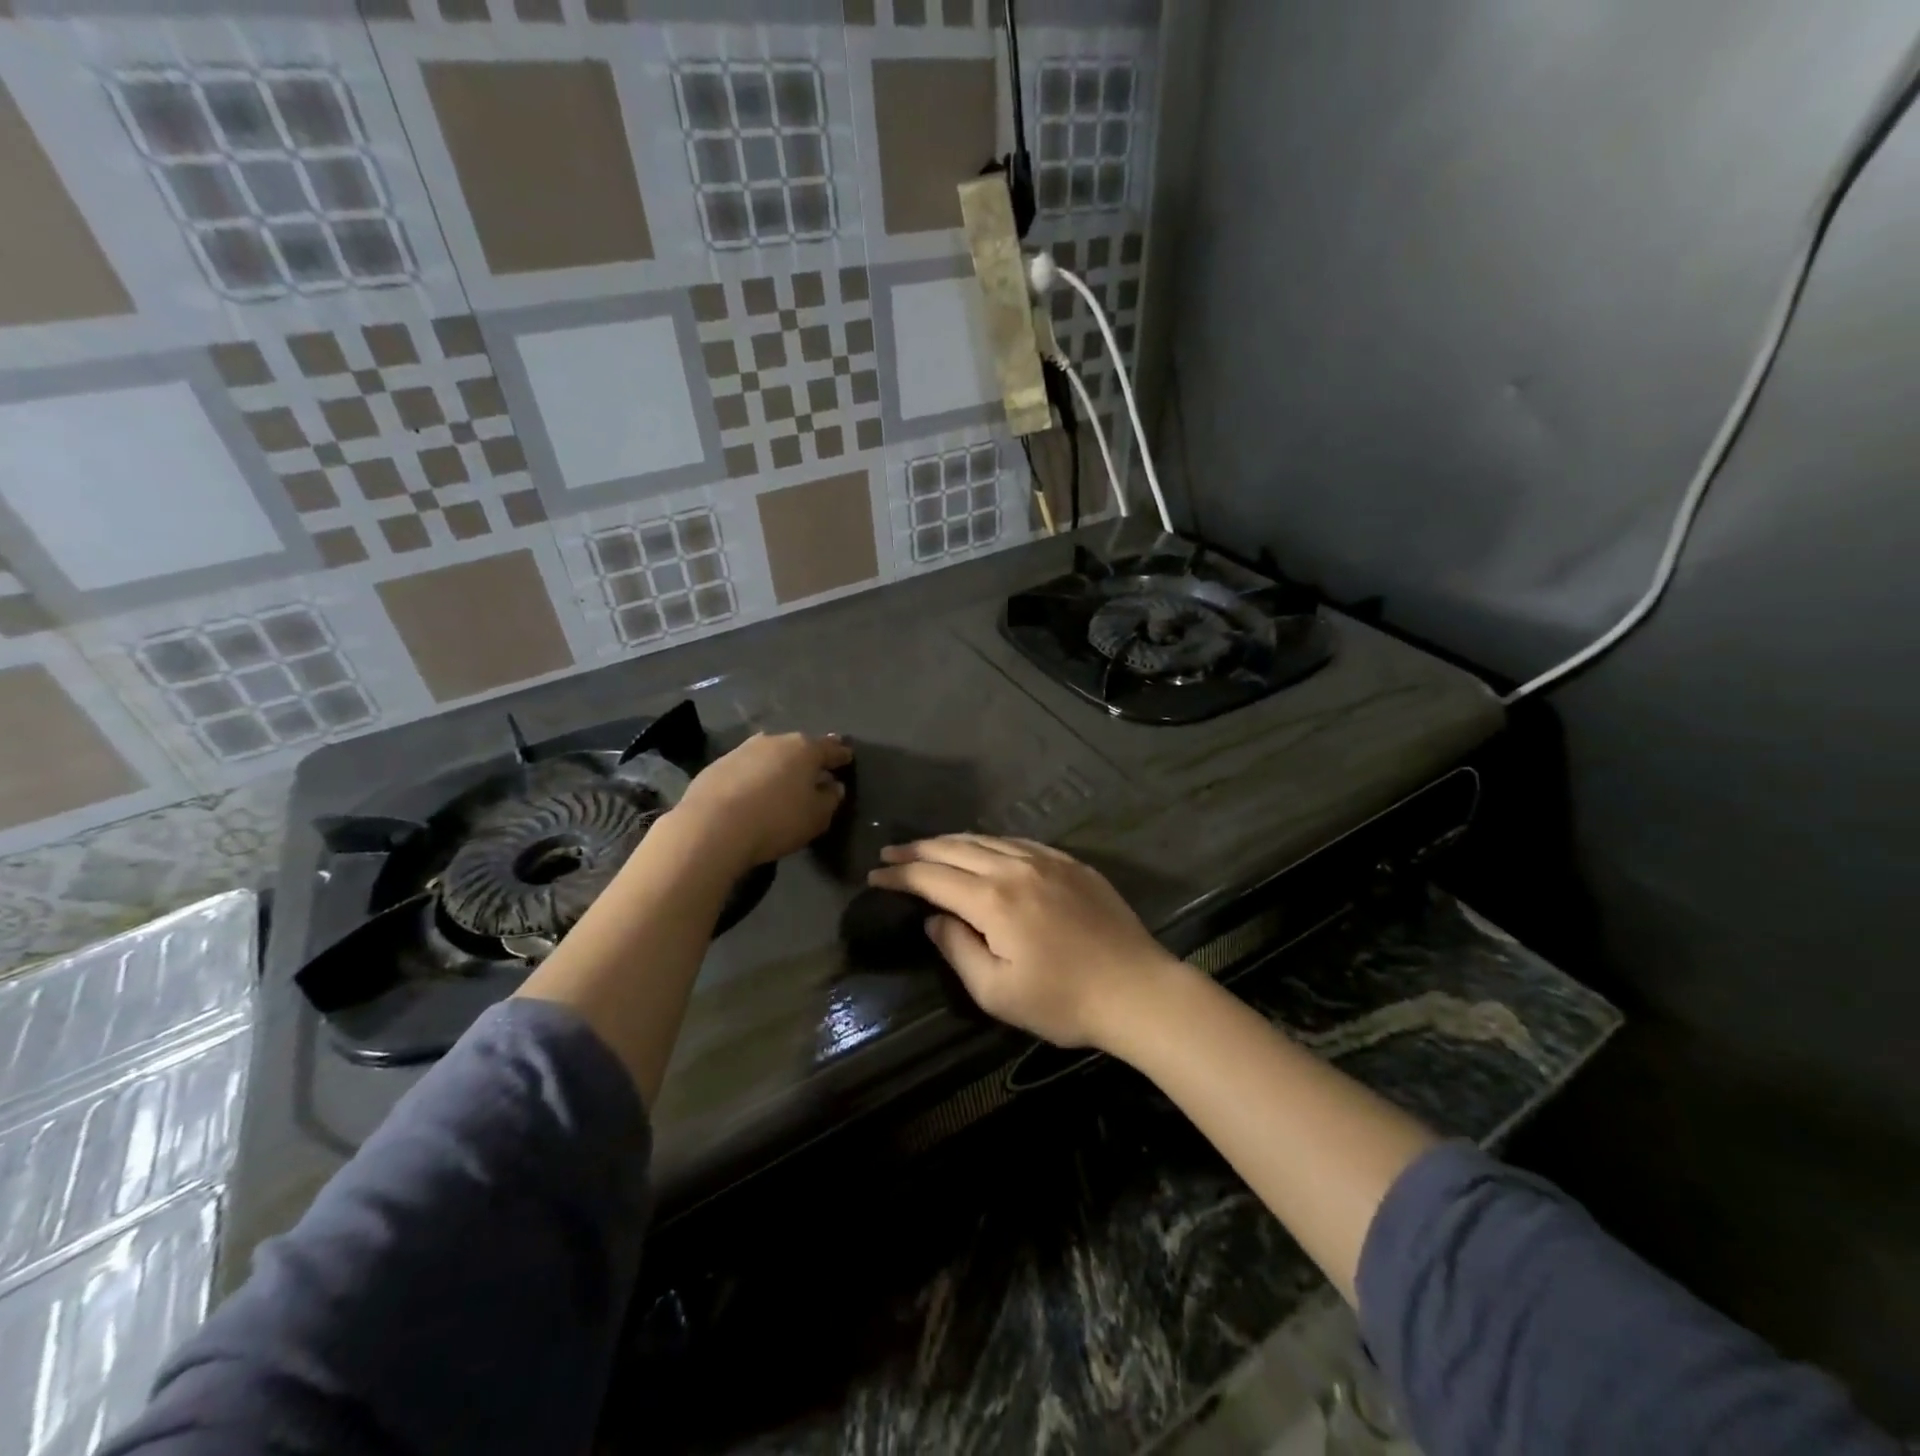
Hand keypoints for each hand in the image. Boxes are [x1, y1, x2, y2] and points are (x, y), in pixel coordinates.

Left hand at [671, 731, 850, 870]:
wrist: (712, 827)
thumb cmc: (776, 821)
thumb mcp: (816, 818)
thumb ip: (830, 799)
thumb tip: (833, 786)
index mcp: (805, 749)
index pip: (830, 748)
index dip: (841, 754)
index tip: (847, 757)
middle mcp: (774, 741)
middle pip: (798, 747)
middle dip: (808, 757)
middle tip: (815, 770)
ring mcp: (742, 750)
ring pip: (770, 754)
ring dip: (778, 765)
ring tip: (782, 781)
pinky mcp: (717, 765)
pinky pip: (745, 768)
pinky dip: (754, 776)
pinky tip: (752, 792)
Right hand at [868, 835, 1178, 1048]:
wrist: (1136, 989)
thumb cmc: (1062, 1001)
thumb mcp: (997, 992)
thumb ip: (958, 949)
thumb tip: (934, 920)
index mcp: (992, 900)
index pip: (933, 878)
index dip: (901, 875)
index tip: (875, 876)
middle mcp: (1015, 868)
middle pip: (956, 848)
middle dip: (918, 850)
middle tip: (891, 853)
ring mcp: (1047, 860)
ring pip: (987, 839)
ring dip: (952, 841)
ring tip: (929, 847)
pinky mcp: (1071, 863)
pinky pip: (1019, 842)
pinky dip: (990, 842)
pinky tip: (984, 847)